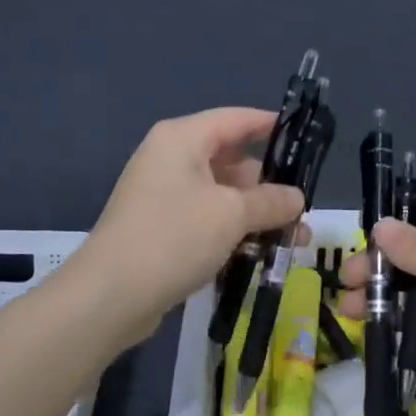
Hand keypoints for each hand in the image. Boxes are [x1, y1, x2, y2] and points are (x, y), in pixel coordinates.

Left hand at [76, 108, 304, 345]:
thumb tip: (298, 198)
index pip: (236, 119)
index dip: (271, 125)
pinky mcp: (160, 227)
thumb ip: (270, 201)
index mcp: (182, 138)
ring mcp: (162, 194)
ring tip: (294, 238)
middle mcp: (170, 158)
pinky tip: (261, 253)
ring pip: (221, 193)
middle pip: (231, 159)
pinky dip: (233, 230)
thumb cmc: (173, 237)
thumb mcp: (231, 215)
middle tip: (304, 205)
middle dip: (269, 183)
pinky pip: (206, 218)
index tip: (305, 138)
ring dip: (256, 213)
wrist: (109, 296)